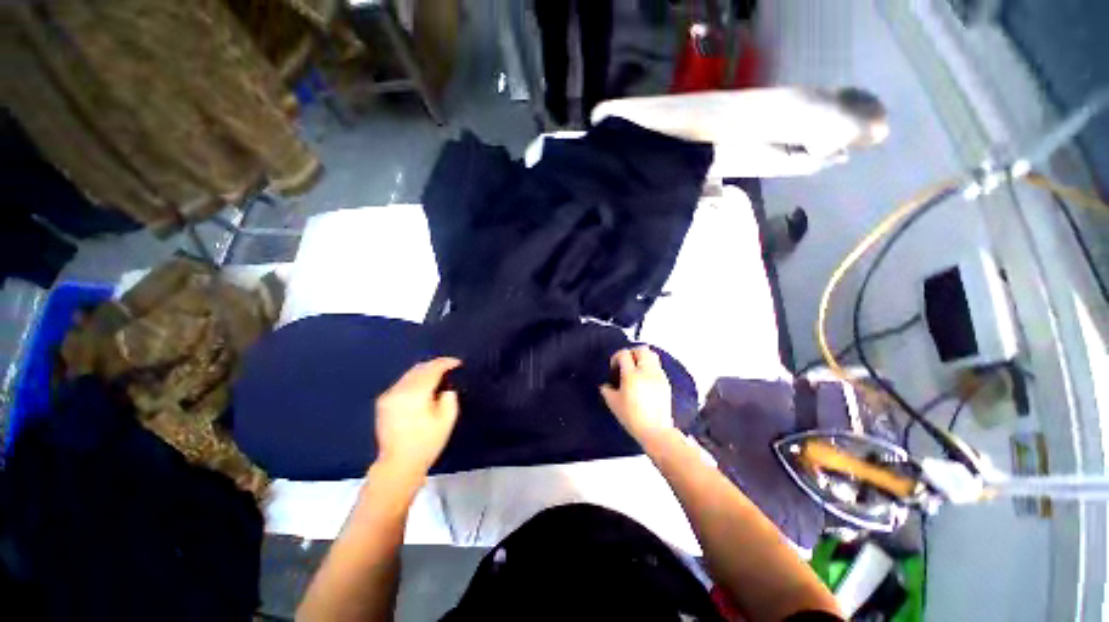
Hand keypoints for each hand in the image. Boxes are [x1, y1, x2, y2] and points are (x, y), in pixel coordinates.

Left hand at [375, 357, 461, 474]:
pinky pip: (402, 383)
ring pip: (409, 374)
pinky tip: (422, 387)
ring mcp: (388, 396)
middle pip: (419, 368)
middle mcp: (399, 390)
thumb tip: (445, 388)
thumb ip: (449, 398)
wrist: (398, 464)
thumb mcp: (447, 420)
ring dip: (424, 372)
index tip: (457, 363)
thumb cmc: (426, 443)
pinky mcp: (383, 402)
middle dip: (435, 365)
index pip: (432, 370)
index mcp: (415, 394)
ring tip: (437, 375)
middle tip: (448, 367)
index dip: (446, 363)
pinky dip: (414, 380)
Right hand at [600, 346, 674, 443]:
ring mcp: (658, 376)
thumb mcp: (613, 403)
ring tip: (636, 369)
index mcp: (632, 375)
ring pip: (652, 355)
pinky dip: (650, 367)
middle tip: (626, 363)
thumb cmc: (632, 417)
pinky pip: (657, 366)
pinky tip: (645, 379)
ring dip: (642, 357)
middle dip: (631, 353)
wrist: (656, 430)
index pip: (624, 354)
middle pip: (641, 349)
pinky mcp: (666, 382)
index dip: (616, 357)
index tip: (614, 368)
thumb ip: (607, 390)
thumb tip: (606, 385)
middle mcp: (646, 371)